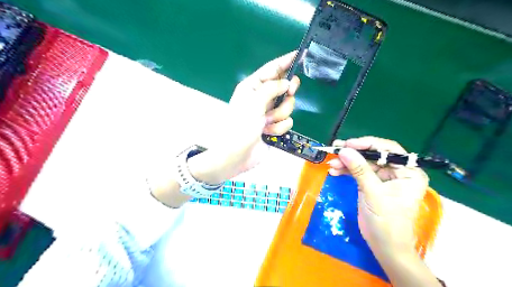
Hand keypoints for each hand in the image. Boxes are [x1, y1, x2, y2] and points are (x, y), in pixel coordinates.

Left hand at [202, 50, 300, 180]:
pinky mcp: (275, 127)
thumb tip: (286, 83)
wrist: (236, 156)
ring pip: (288, 106)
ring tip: (267, 122)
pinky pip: (287, 122)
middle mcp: (262, 98)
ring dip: (280, 115)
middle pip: (284, 87)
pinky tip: (268, 133)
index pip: (272, 69)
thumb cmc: (239, 127)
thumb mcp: (253, 103)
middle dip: (287, 93)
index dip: (286, 61)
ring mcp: (269, 113)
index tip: (301, 53)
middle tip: (288, 93)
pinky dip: (279, 128)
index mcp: (253, 88)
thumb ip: (271, 89)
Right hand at [327, 136, 428, 253]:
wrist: (384, 246)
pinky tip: (335, 171)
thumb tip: (344, 150)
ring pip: (364, 163)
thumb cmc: (386, 222)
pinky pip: (359, 172)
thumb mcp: (373, 193)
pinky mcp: (373, 184)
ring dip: (347, 163)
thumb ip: (359, 169)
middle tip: (335, 151)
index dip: (367, 144)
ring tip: (332, 164)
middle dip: (353, 154)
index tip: (348, 144)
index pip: (389, 150)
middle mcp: (398, 172)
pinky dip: (347, 171)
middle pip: (374, 155)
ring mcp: (385, 178)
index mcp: (408, 172)